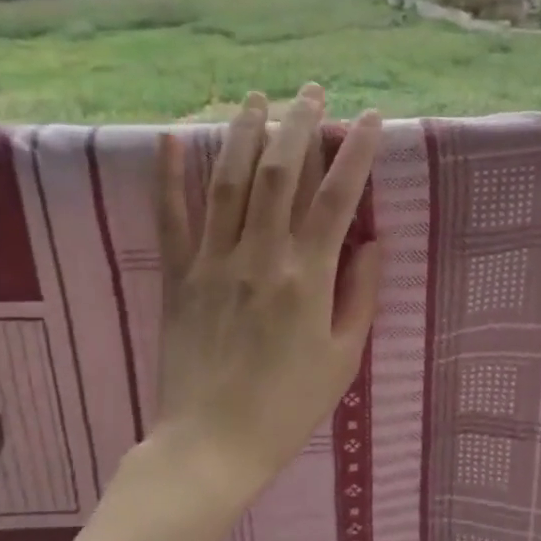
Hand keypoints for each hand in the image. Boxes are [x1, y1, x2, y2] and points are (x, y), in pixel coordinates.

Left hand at [152, 84, 382, 504]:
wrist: (211, 446)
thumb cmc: (288, 407)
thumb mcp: (342, 358)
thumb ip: (359, 295)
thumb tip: (370, 242)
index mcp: (306, 279)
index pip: (336, 199)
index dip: (356, 154)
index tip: (370, 120)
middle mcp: (259, 258)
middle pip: (280, 174)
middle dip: (299, 125)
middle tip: (313, 93)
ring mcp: (212, 263)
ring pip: (228, 182)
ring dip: (243, 133)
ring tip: (257, 98)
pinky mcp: (178, 278)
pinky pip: (171, 218)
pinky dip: (169, 176)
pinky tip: (172, 138)